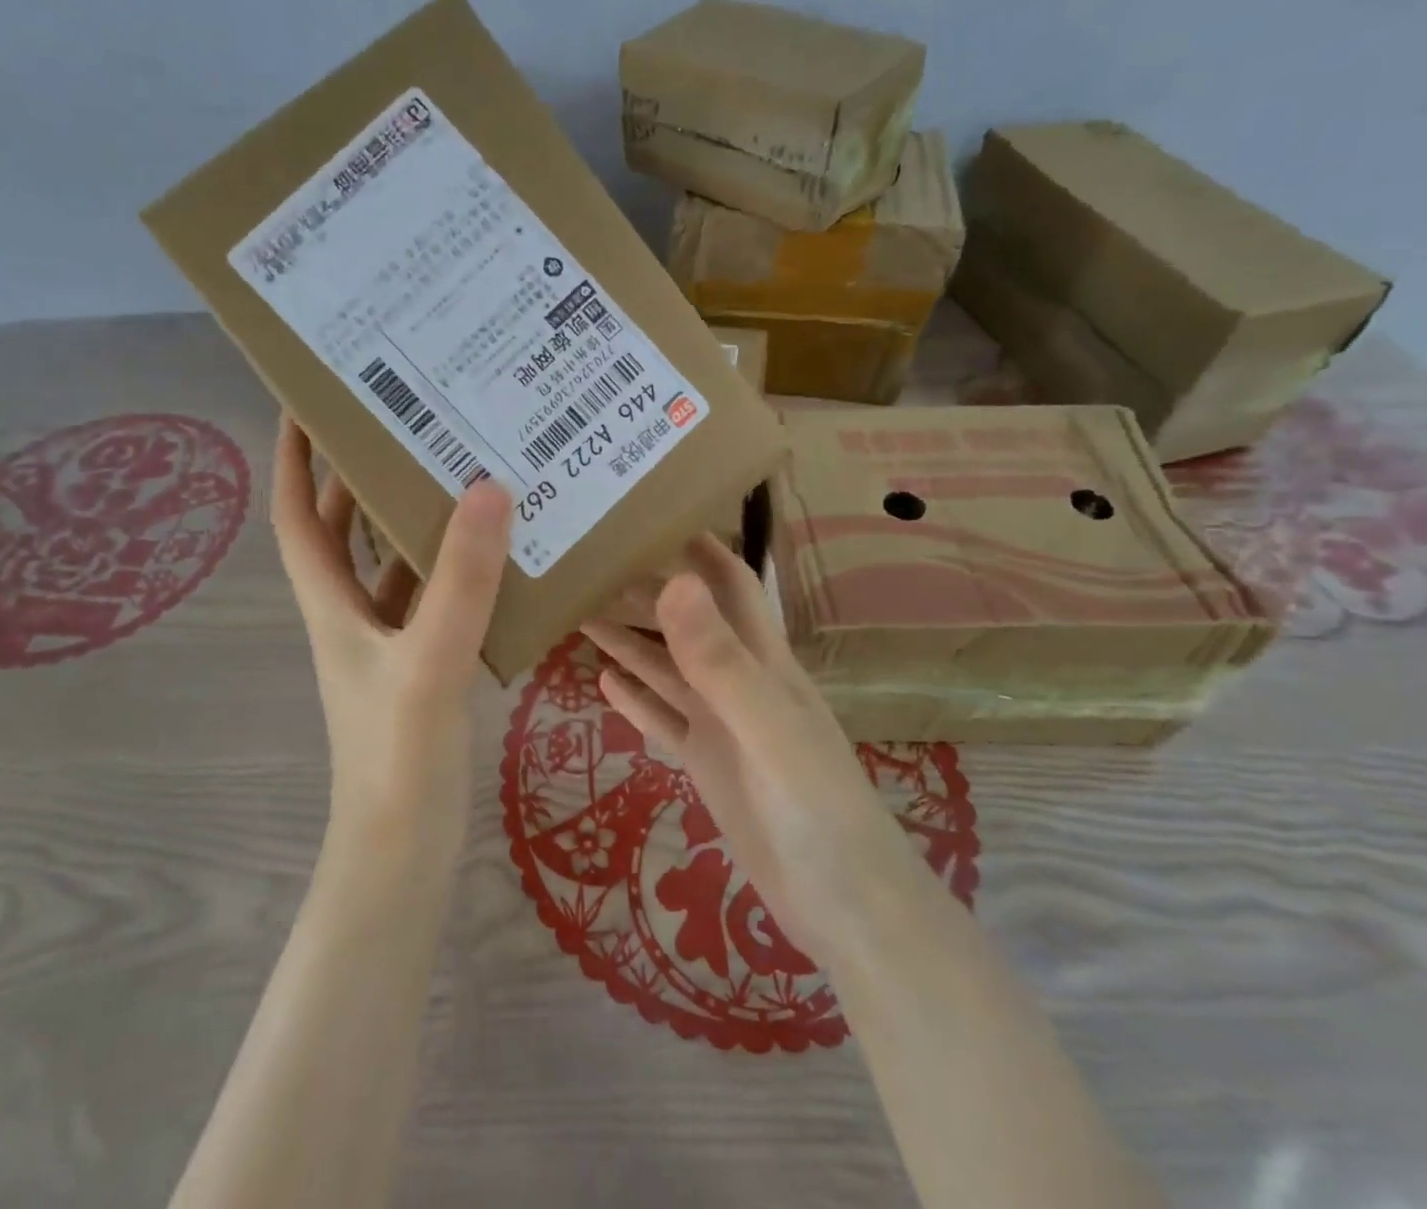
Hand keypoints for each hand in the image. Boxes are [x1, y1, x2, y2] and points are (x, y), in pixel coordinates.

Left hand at [272, 416, 511, 853]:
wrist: (403, 853)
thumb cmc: (397, 757)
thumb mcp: (429, 661)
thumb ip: (459, 581)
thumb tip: (487, 486)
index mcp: (331, 603)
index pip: (295, 514)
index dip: (293, 457)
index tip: (307, 401)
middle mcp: (351, 614)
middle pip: (342, 529)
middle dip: (358, 473)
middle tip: (404, 420)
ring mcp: (387, 642)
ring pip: (390, 562)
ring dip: (411, 519)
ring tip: (456, 468)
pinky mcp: (421, 665)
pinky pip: (433, 598)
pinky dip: (453, 569)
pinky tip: (496, 552)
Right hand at [583, 537, 887, 954]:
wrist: (848, 912)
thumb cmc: (818, 810)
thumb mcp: (767, 727)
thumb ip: (720, 659)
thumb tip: (672, 582)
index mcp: (763, 661)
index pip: (730, 583)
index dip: (698, 545)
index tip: (649, 514)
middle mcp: (739, 683)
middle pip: (685, 622)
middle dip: (644, 590)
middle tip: (587, 564)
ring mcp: (721, 726)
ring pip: (666, 669)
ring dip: (628, 641)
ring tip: (578, 612)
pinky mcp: (706, 766)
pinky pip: (663, 720)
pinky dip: (634, 700)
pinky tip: (602, 682)